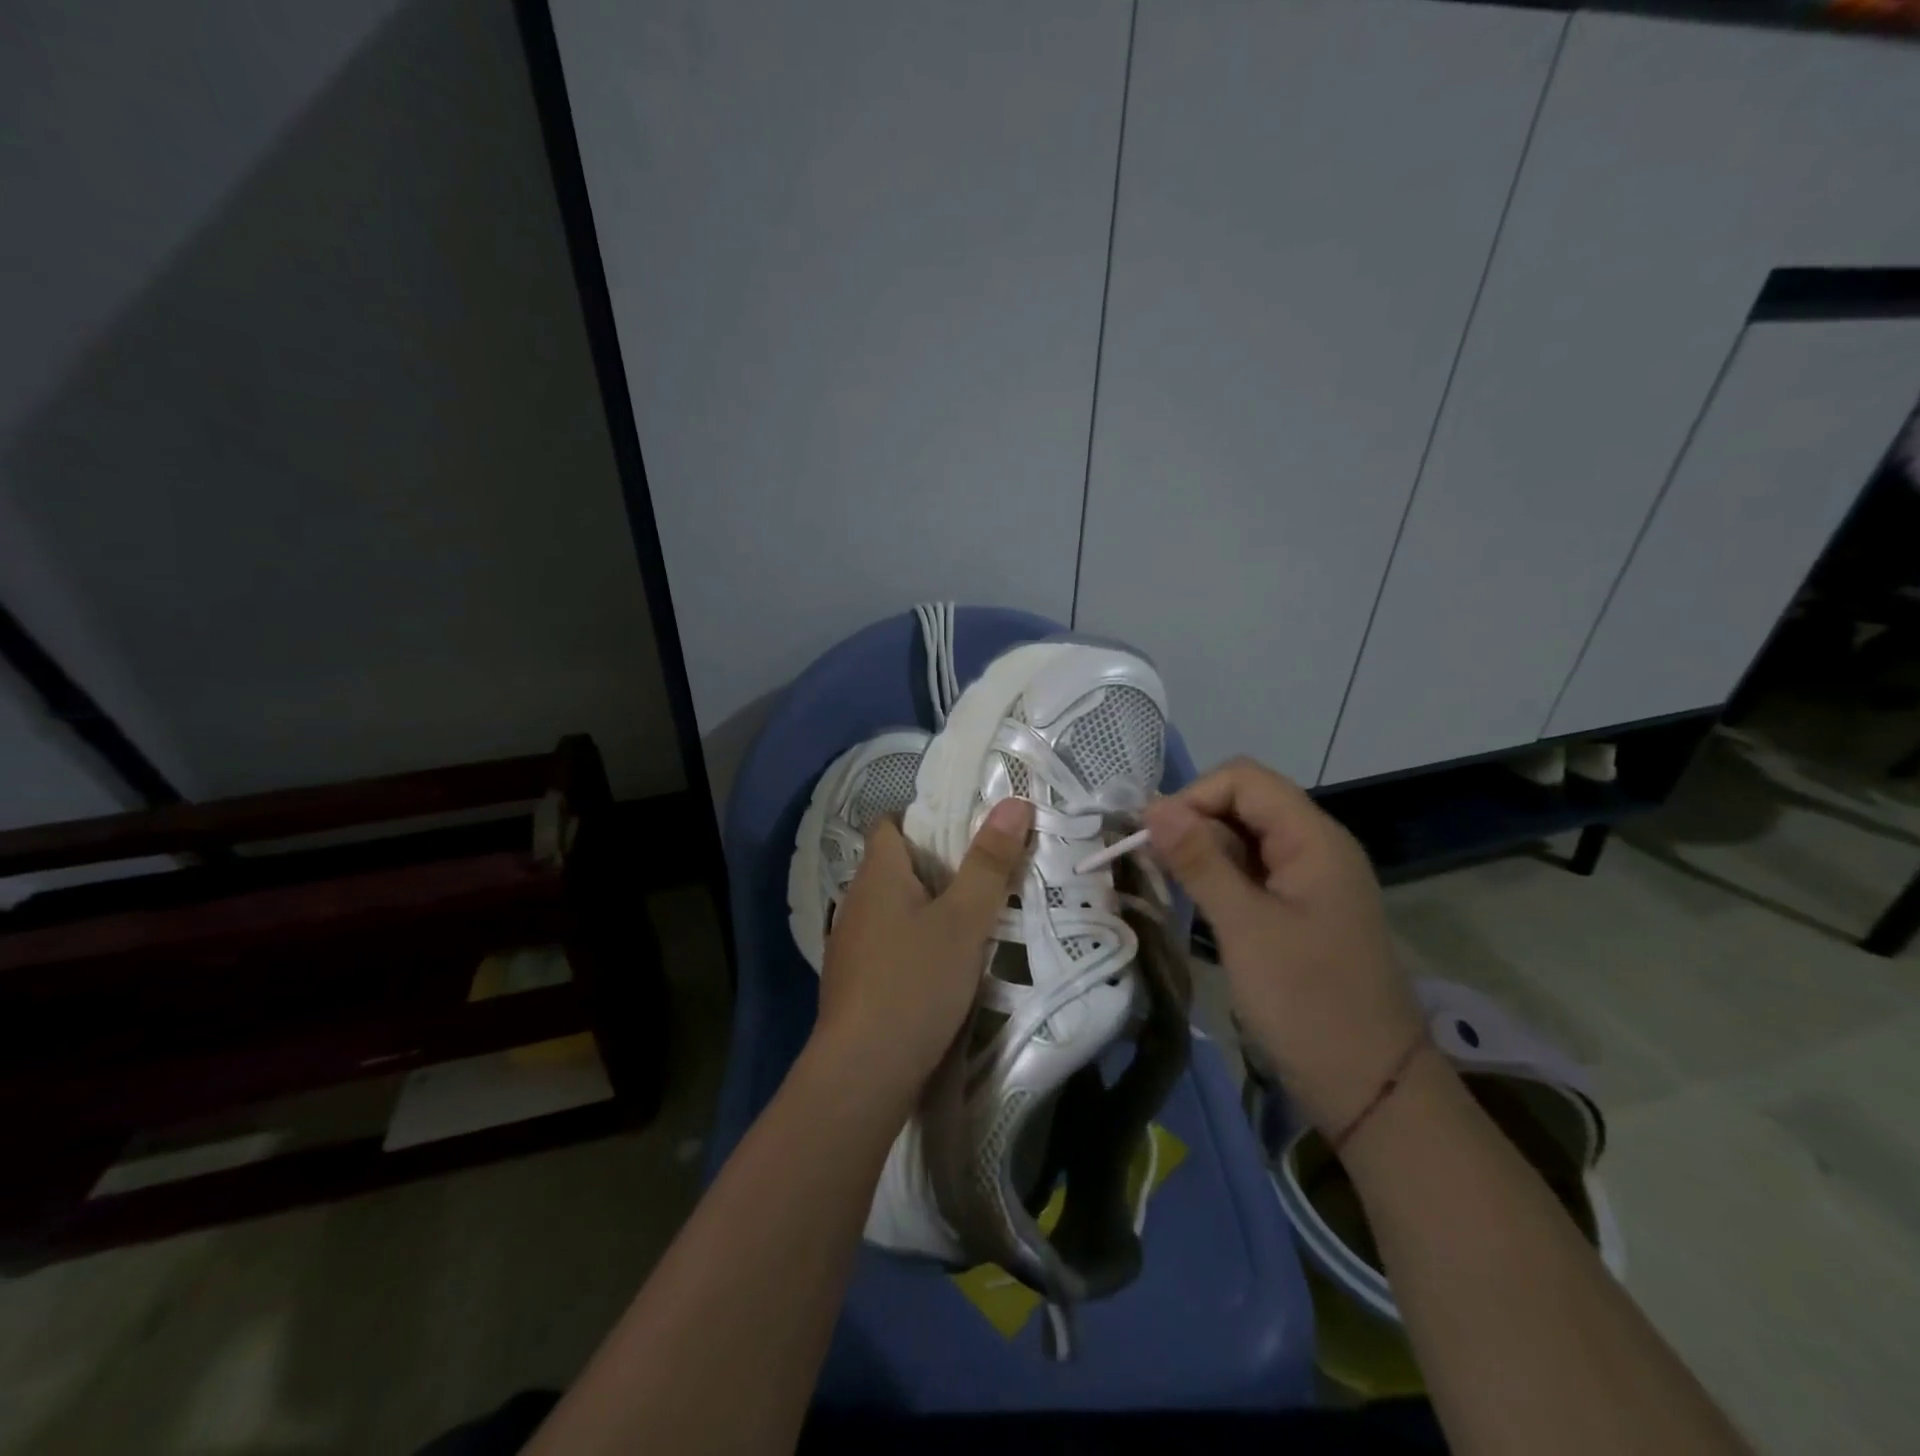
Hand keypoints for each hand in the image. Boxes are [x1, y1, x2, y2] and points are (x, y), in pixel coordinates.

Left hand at [814, 797, 1034, 1108]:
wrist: (863, 1072)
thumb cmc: (915, 982)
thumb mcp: (964, 920)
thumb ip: (989, 862)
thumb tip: (1014, 802)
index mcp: (876, 875)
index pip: (890, 824)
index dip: (925, 818)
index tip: (967, 828)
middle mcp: (856, 901)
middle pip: (895, 865)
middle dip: (937, 864)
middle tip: (985, 871)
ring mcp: (850, 944)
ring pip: (894, 907)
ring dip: (928, 906)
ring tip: (972, 916)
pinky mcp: (855, 981)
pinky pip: (889, 943)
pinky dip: (915, 941)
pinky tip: (942, 964)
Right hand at [1143, 757, 1422, 1134]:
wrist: (1371, 1090)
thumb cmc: (1308, 1003)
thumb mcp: (1245, 927)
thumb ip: (1199, 860)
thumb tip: (1152, 806)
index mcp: (1313, 839)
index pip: (1243, 780)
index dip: (1193, 797)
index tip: (1153, 839)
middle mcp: (1314, 847)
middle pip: (1243, 804)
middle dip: (1193, 823)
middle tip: (1152, 865)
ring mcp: (1308, 881)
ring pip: (1243, 839)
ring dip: (1201, 852)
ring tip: (1166, 884)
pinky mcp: (1299, 911)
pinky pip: (1252, 873)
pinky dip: (1218, 878)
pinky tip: (1194, 903)